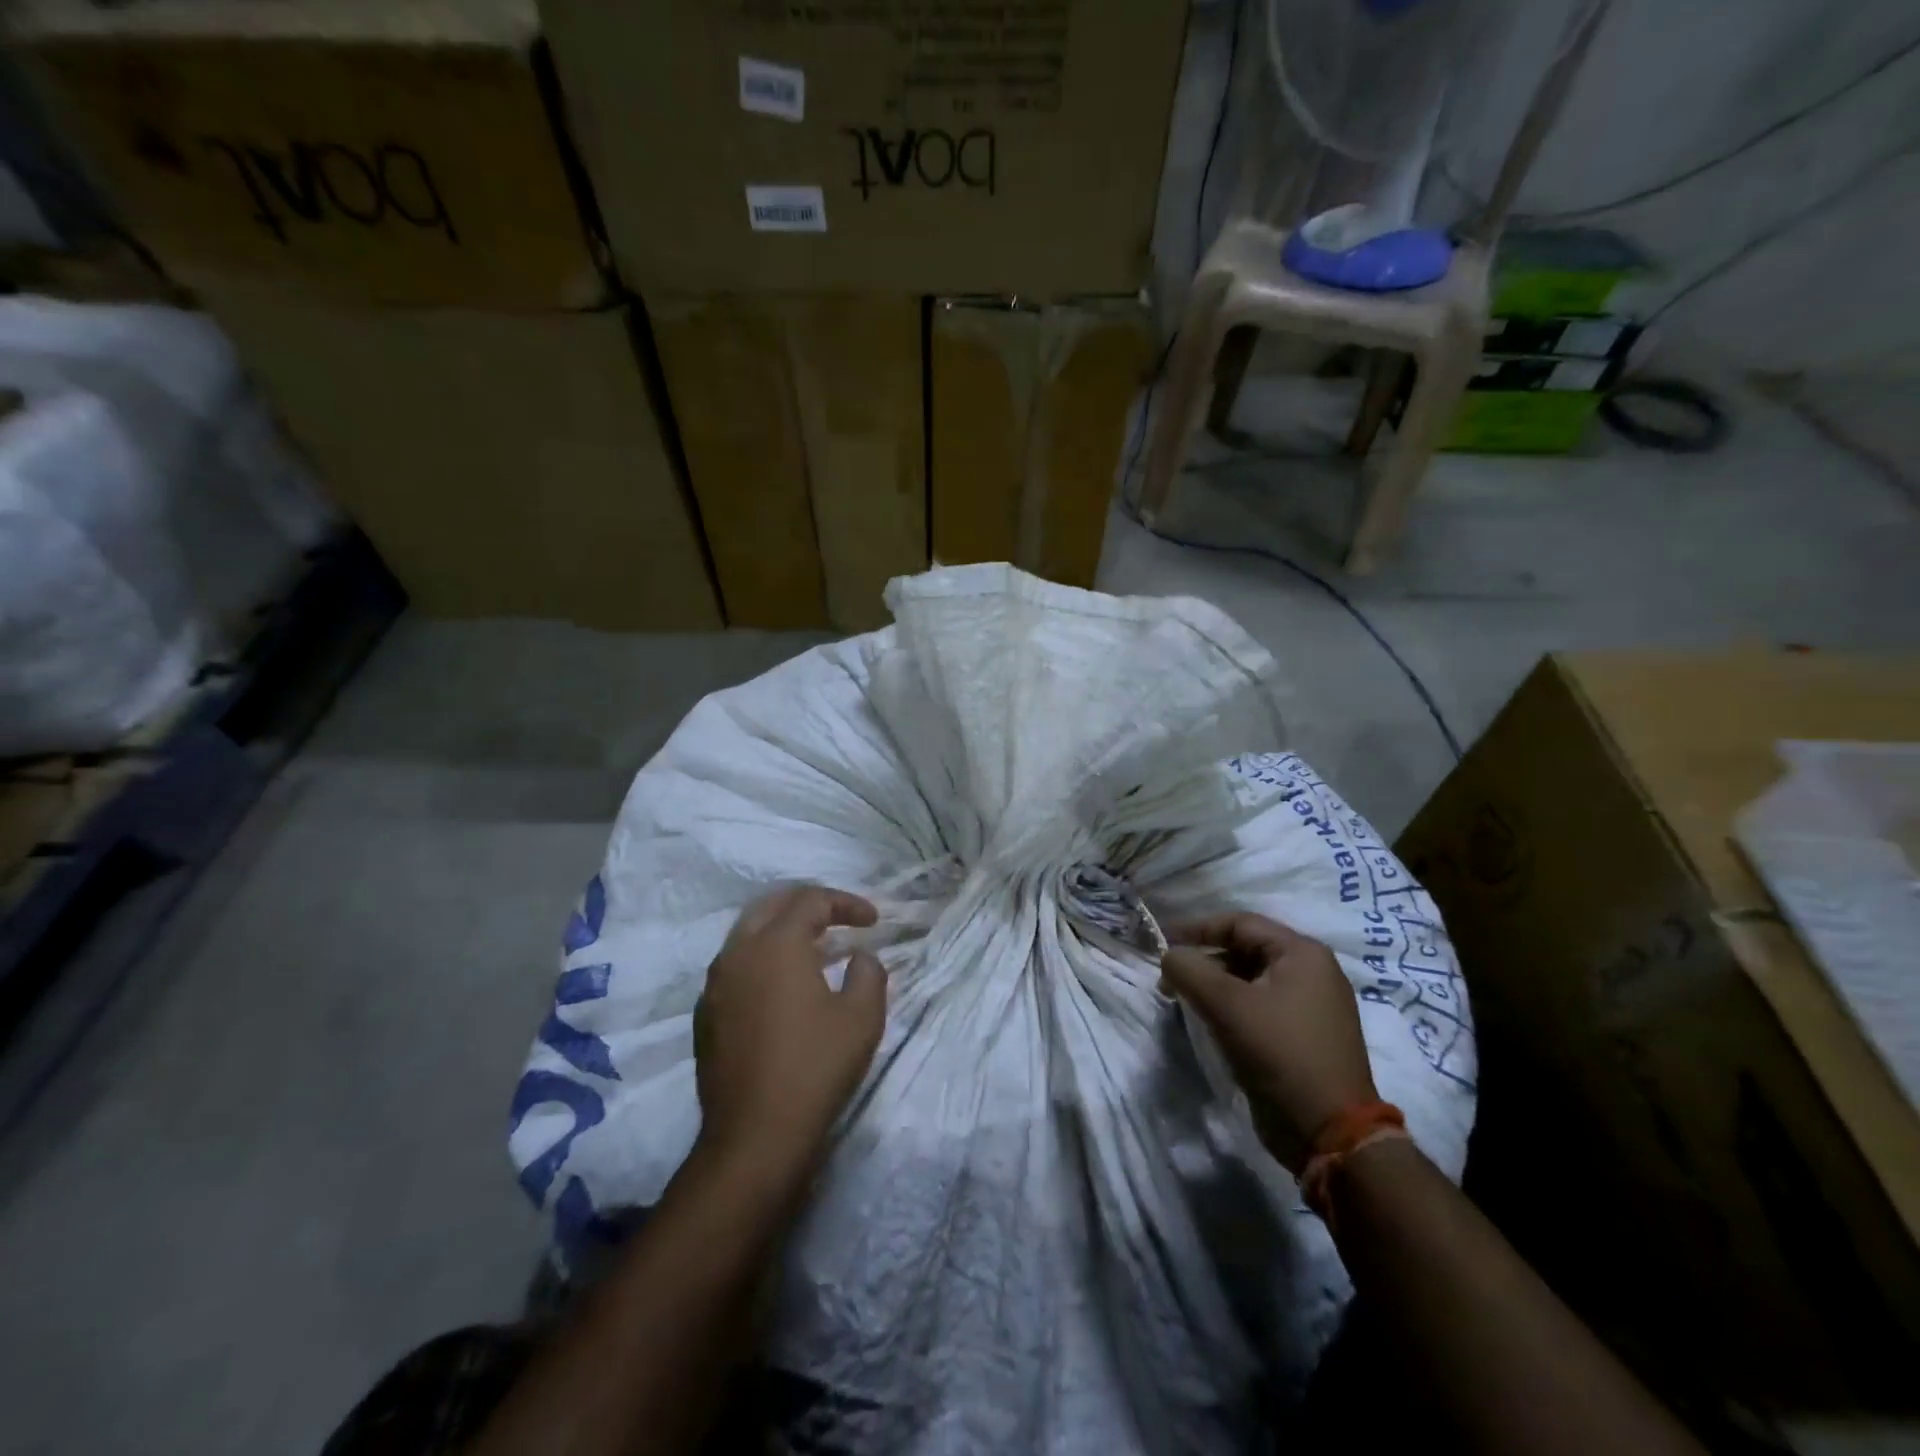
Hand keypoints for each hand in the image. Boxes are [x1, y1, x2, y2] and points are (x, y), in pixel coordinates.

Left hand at [694, 885, 886, 1181]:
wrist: (754, 1136)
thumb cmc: (815, 1068)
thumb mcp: (862, 1017)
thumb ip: (868, 973)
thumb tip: (859, 957)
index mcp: (776, 943)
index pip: (812, 900)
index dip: (847, 903)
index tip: (873, 921)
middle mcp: (738, 952)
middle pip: (772, 904)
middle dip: (808, 903)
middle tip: (837, 917)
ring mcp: (715, 984)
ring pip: (748, 933)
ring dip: (782, 929)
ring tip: (814, 948)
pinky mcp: (705, 1014)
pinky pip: (735, 965)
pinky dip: (762, 958)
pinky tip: (782, 986)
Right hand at [1160, 912, 1377, 1172]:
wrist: (1329, 1132)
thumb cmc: (1279, 1052)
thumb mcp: (1226, 1004)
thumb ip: (1189, 970)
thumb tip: (1169, 956)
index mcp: (1303, 953)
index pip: (1240, 923)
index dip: (1197, 929)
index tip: (1162, 944)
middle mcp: (1313, 972)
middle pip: (1245, 950)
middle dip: (1204, 961)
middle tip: (1170, 980)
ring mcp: (1312, 1006)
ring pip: (1250, 981)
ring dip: (1214, 986)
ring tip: (1184, 1001)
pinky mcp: (1304, 1037)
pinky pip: (1260, 1007)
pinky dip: (1232, 1008)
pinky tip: (1211, 1023)